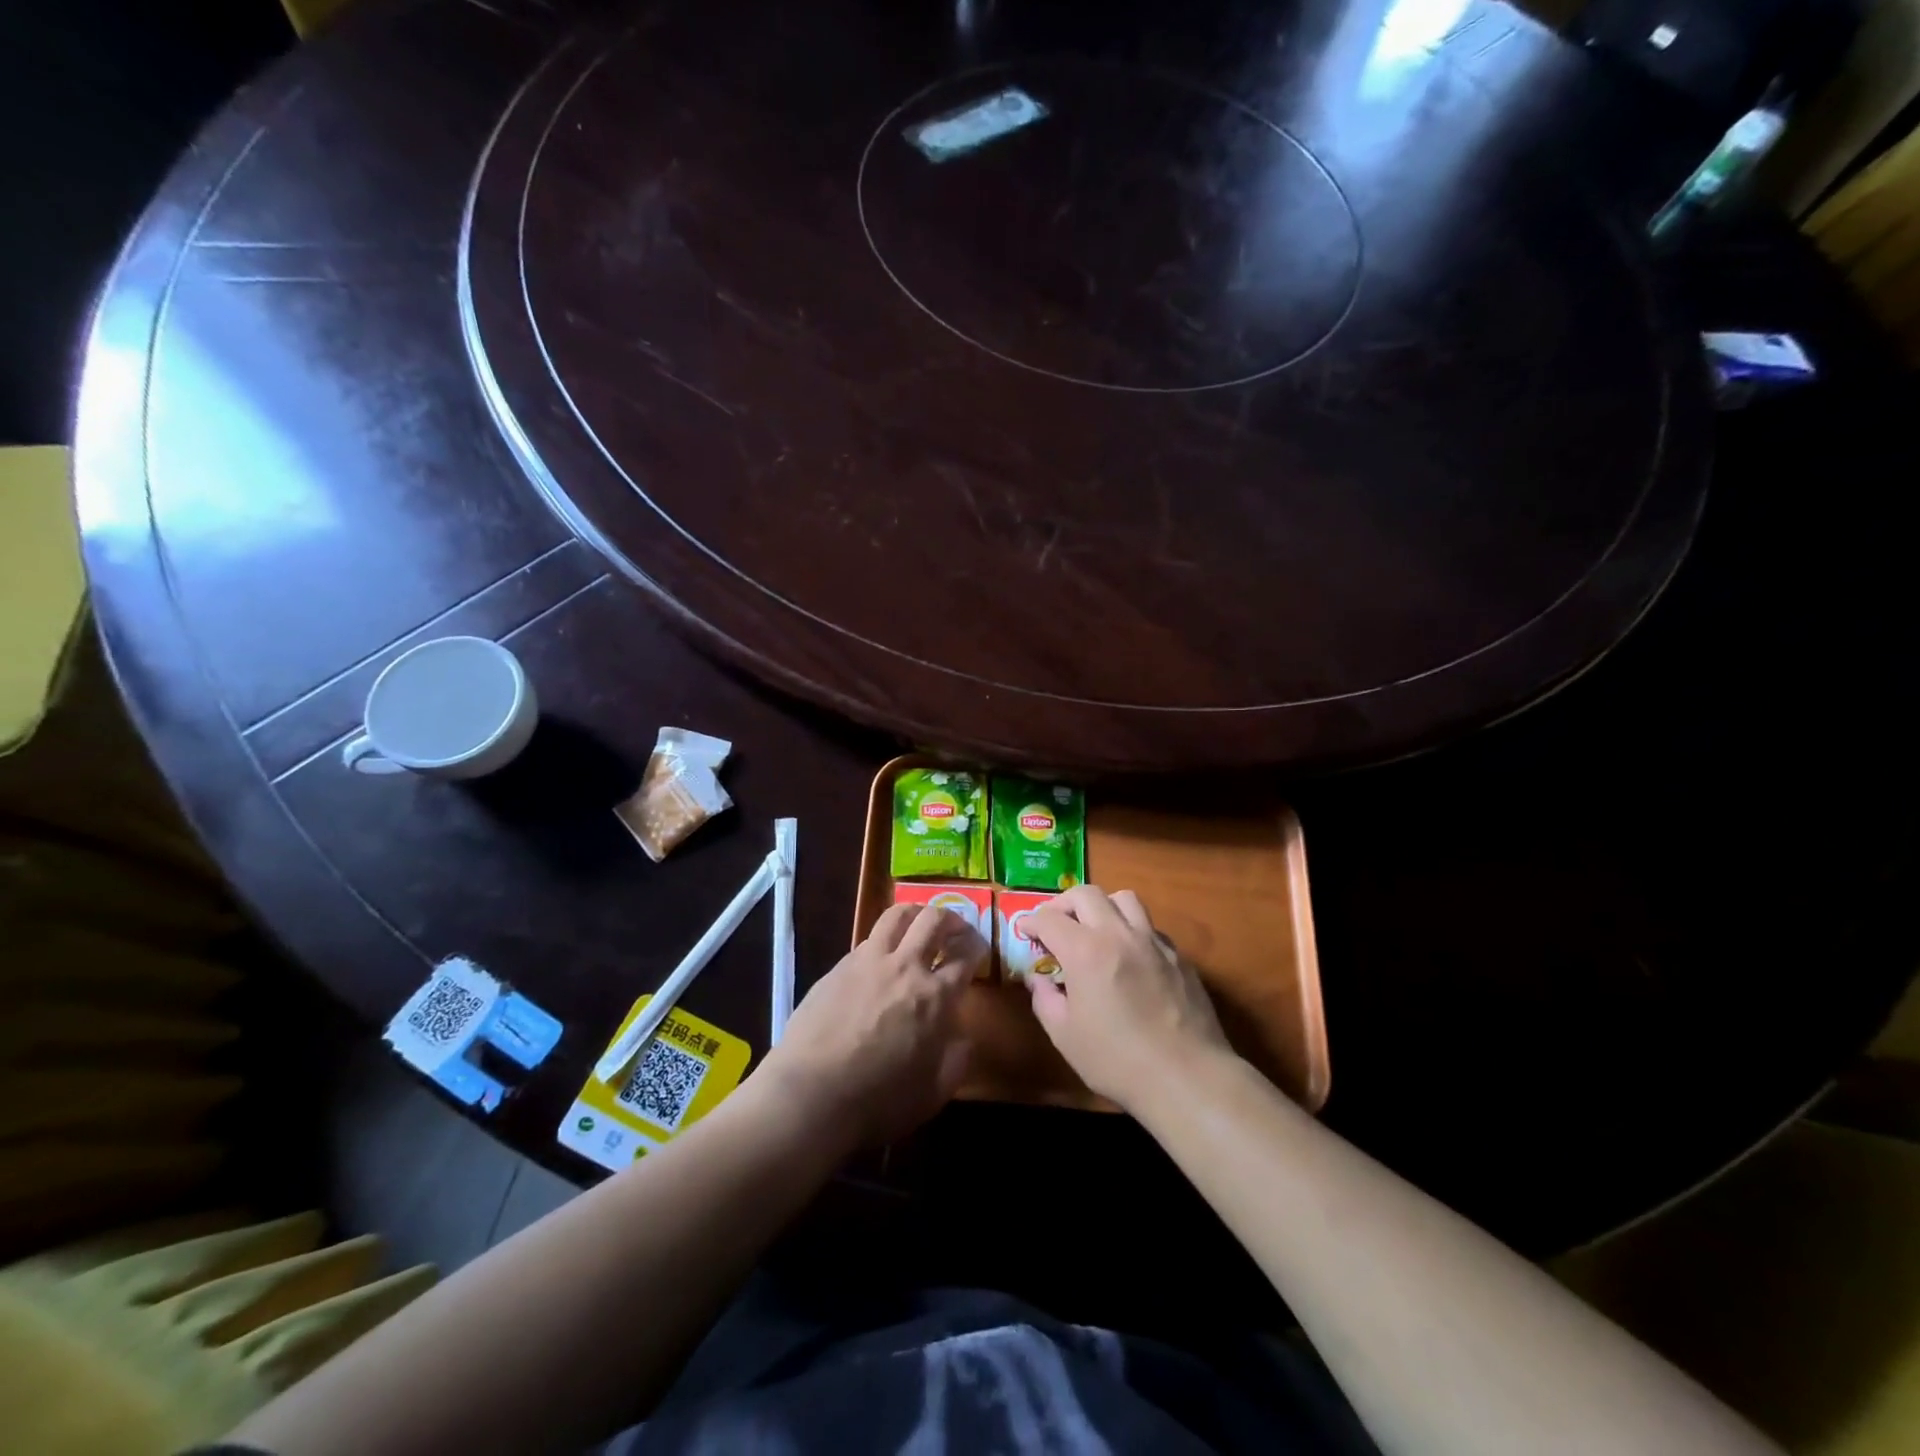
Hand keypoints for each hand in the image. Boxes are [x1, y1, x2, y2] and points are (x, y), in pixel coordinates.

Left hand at [754, 903, 984, 1148]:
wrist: (810, 1095)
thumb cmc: (879, 1101)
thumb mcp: (934, 1092)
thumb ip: (956, 1058)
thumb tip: (963, 1036)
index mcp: (935, 996)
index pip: (965, 955)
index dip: (977, 948)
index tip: (979, 950)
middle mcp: (905, 966)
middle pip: (933, 920)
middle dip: (951, 918)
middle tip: (955, 929)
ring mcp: (868, 961)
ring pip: (897, 915)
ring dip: (916, 913)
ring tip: (919, 924)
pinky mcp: (838, 966)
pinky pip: (868, 939)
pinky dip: (884, 939)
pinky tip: (882, 957)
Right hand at [1025, 885, 1232, 1113]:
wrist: (1187, 1078)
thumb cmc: (1117, 1060)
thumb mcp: (1064, 1036)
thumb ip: (1044, 999)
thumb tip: (1038, 978)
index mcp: (1085, 951)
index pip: (1049, 919)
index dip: (1031, 921)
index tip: (1024, 930)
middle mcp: (1118, 934)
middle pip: (1086, 894)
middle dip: (1063, 904)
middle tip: (1055, 924)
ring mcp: (1153, 941)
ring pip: (1124, 899)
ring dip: (1102, 906)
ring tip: (1094, 929)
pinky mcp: (1178, 956)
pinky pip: (1149, 926)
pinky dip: (1131, 930)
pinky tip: (1129, 956)